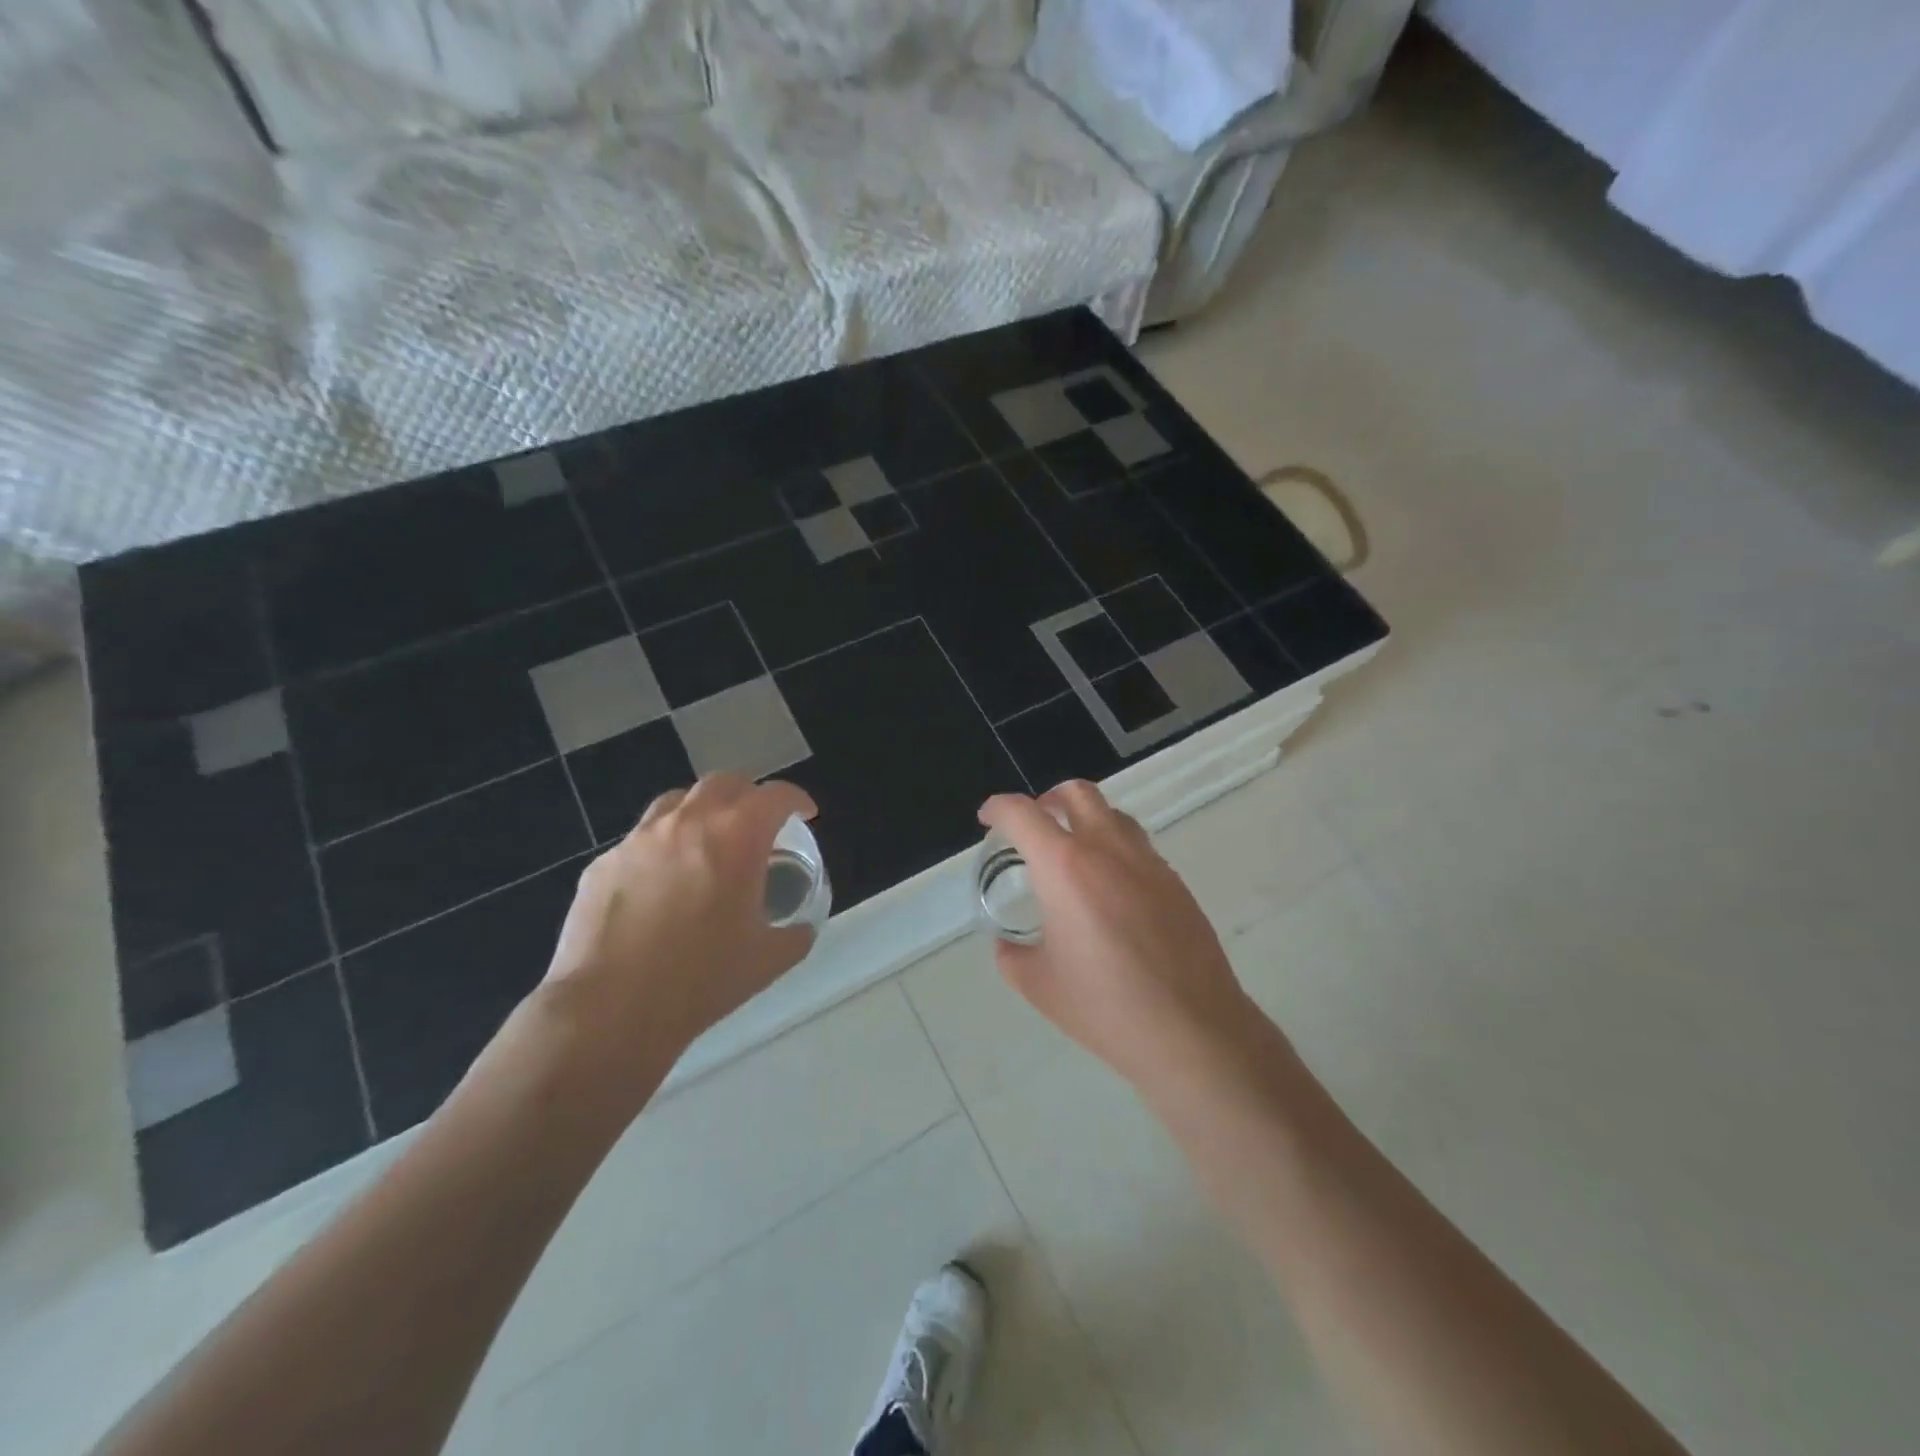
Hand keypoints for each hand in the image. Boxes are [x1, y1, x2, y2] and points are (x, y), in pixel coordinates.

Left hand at [537, 774, 818, 1090]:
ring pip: (678, 801)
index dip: (797, 800)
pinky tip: (662, 884)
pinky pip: (641, 839)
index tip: (805, 815)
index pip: (776, 796)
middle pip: (726, 783)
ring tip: (708, 842)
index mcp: (737, 837)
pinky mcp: (604, 862)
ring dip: (702, 812)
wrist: (609, 1009)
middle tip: (758, 824)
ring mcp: (640, 838)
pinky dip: (663, 847)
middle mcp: (688, 822)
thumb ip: (795, 934)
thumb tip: (800, 928)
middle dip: (749, 796)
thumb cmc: (700, 980)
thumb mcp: (768, 960)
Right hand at [977, 782, 1259, 1093]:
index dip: (998, 808)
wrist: (1192, 1031)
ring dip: (1085, 820)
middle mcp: (1108, 850)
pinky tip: (1109, 892)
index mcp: (1065, 867)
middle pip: (1077, 793)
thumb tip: (1007, 944)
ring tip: (1072, 855)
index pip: (1023, 814)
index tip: (988, 819)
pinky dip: (1114, 849)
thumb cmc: (1104, 1007)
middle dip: (1048, 799)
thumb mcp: (1038, 985)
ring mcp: (1148, 862)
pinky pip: (1138, 847)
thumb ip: (1011, 955)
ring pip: (1113, 815)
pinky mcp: (1175, 883)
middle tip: (1032, 826)